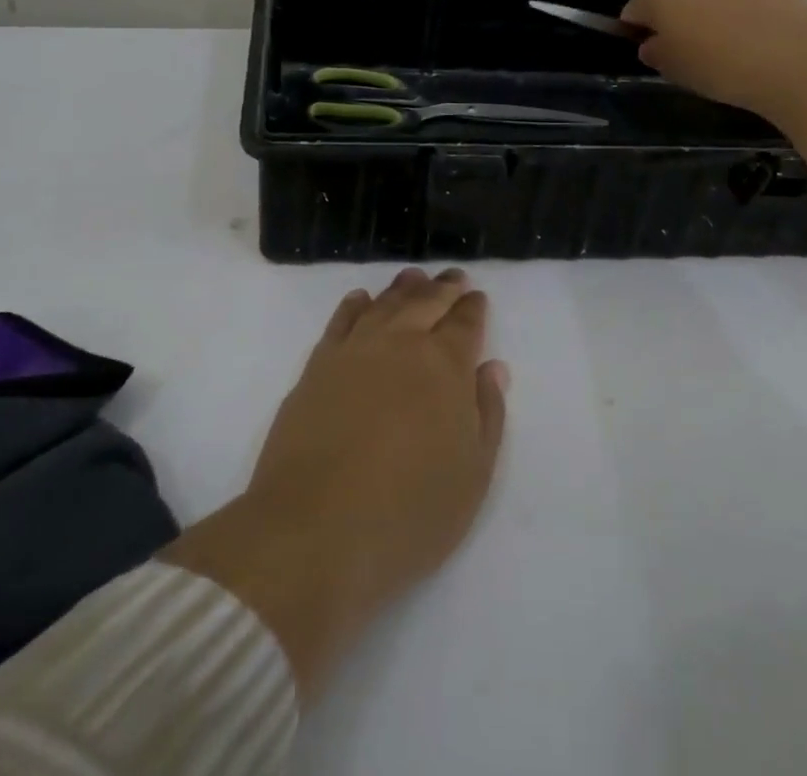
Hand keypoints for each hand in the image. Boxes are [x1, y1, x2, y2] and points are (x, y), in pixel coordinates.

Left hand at [162, 268, 507, 695]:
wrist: (315, 531)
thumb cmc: (408, 514)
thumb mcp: (472, 477)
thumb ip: (488, 415)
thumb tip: (492, 368)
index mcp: (445, 366)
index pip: (464, 323)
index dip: (473, 308)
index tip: (477, 297)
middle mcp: (401, 344)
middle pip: (426, 302)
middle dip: (443, 288)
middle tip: (453, 276)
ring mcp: (355, 351)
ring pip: (384, 304)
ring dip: (402, 288)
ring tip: (413, 277)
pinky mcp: (317, 366)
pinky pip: (340, 321)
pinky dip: (353, 305)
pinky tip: (360, 299)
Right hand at [621, 0, 806, 167]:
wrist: (797, 57)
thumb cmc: (721, 65)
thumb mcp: (676, 69)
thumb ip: (656, 52)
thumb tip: (653, 43)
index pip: (634, 8)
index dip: (638, 29)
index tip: (650, 47)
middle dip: (667, 3)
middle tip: (681, 36)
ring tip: (715, 32)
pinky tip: (743, 26)